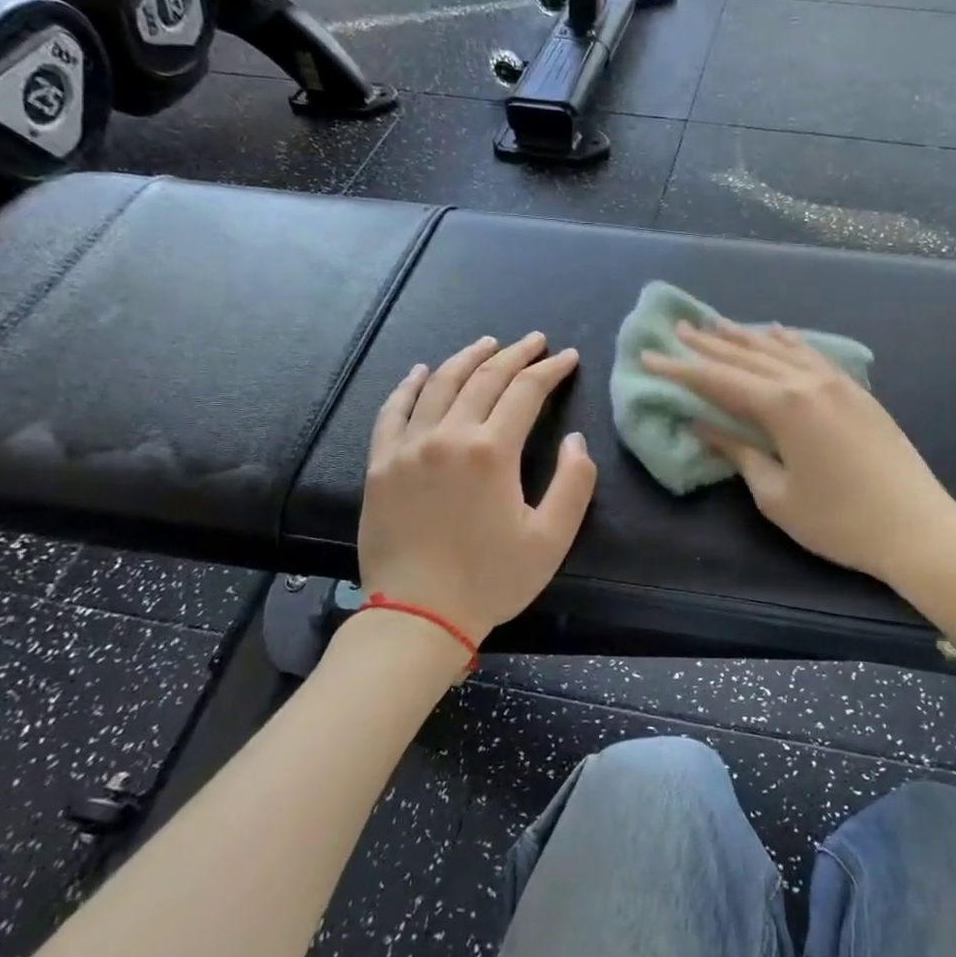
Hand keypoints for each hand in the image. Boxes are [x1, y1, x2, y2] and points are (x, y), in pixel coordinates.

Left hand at [357, 332, 597, 639]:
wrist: (418, 615)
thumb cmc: (491, 579)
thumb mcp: (551, 538)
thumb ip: (574, 483)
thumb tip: (575, 439)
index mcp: (492, 452)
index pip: (525, 392)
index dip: (550, 370)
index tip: (568, 357)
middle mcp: (448, 436)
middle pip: (484, 379)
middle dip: (514, 355)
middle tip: (535, 340)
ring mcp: (408, 447)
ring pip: (439, 385)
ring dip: (467, 358)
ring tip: (488, 344)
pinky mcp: (380, 464)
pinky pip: (393, 411)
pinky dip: (409, 386)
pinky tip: (422, 371)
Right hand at [643, 323, 955, 584]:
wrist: (917, 527)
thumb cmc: (838, 521)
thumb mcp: (776, 495)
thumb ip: (739, 453)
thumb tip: (704, 426)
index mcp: (784, 406)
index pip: (719, 381)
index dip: (680, 370)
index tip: (648, 358)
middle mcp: (807, 381)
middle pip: (747, 356)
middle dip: (708, 345)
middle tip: (676, 330)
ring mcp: (836, 382)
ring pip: (780, 348)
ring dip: (744, 337)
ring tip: (714, 324)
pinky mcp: (856, 390)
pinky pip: (811, 353)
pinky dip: (786, 341)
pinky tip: (774, 332)